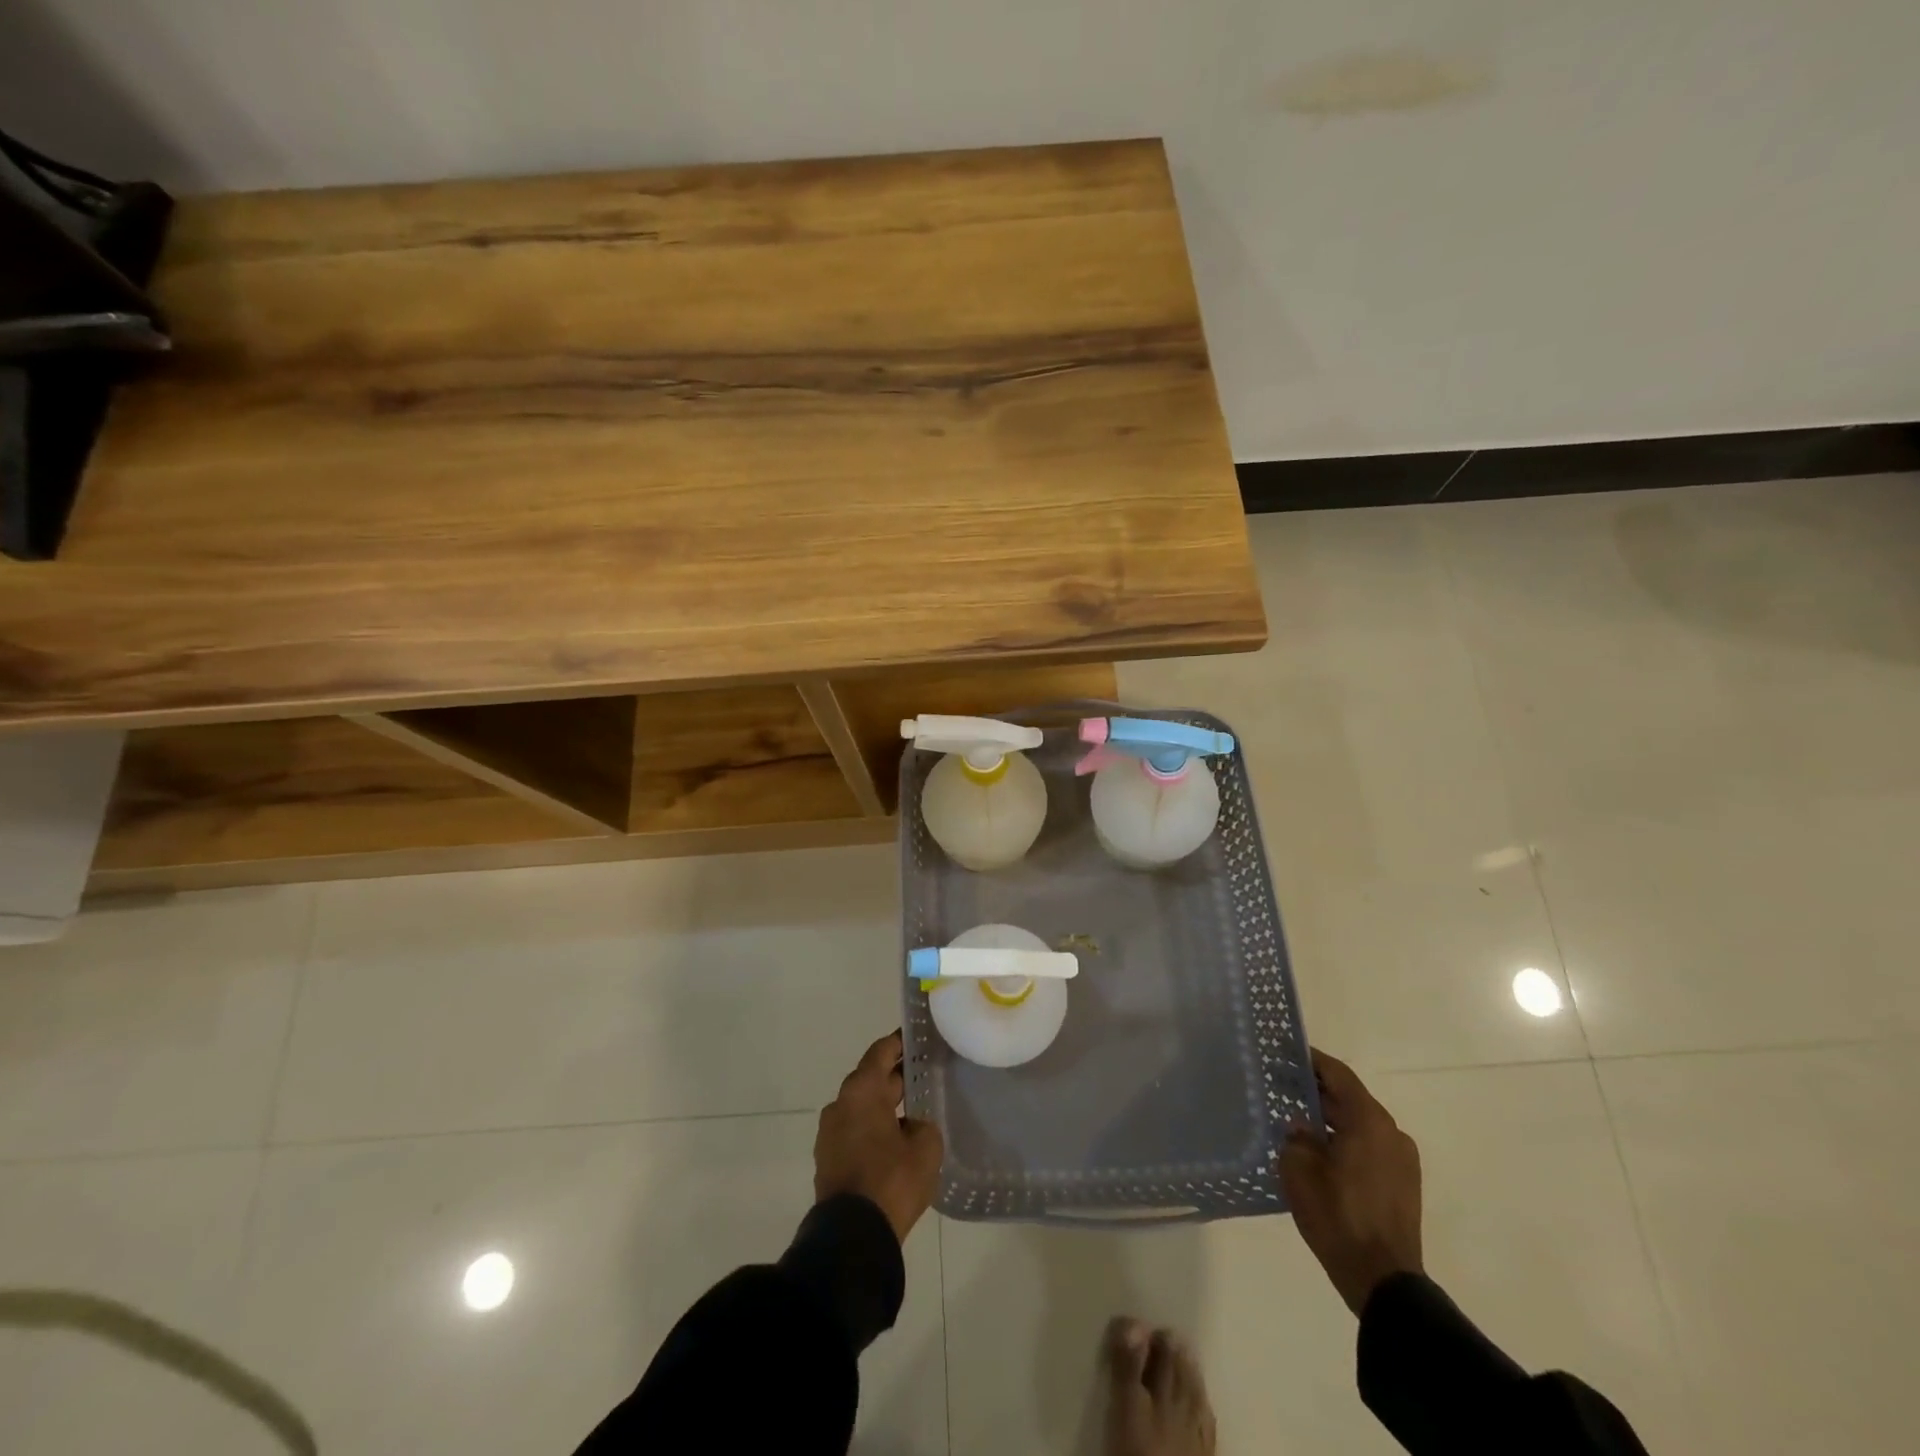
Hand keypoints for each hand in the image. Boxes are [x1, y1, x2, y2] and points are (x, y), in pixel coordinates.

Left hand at [814, 1031, 944, 1244]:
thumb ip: (922, 1124)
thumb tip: (911, 1126)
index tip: (919, 1039)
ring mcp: (830, 1133)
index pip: (881, 1052)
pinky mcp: (828, 1160)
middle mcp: (840, 1104)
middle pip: (871, 1079)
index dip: (900, 1043)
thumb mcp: (925, 1146)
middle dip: (896, 1077)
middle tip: (925, 1075)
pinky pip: (855, 1131)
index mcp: (861, 1091)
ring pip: (862, 1108)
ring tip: (914, 1111)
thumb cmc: (891, 1180)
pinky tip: (896, 1142)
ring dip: (884, 1106)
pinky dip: (873, 1129)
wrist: (854, 1237)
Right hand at [1278, 1048, 1423, 1315]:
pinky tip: (1320, 1153)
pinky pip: (1369, 1147)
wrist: (1382, 1281)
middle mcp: (1391, 1133)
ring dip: (1332, 1120)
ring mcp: (1402, 1160)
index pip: (1338, 1074)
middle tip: (1283, 1087)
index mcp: (1369, 1121)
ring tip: (1298, 1122)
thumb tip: (1303, 1127)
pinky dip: (1346, 1141)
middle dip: (1317, 1092)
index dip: (1312, 1060)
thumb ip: (1297, 1136)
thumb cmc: (1337, 1215)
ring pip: (1360, 1125)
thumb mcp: (1299, 1169)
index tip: (1286, 1052)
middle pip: (1350, 1099)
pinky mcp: (1403, 1184)